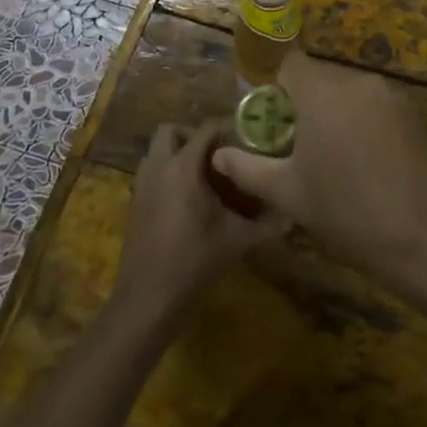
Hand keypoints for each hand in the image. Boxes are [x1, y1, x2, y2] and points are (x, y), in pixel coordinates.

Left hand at [113, 123, 283, 320]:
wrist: (148, 298)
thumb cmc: (194, 260)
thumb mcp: (236, 240)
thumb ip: (266, 225)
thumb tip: (292, 216)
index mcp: (183, 167)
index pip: (205, 130)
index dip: (226, 128)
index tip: (246, 137)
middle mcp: (159, 167)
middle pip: (170, 130)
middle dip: (191, 135)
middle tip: (216, 153)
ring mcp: (142, 185)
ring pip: (156, 151)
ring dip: (176, 153)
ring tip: (203, 174)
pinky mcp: (135, 204)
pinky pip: (150, 173)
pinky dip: (166, 173)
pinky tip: (187, 198)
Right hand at [211, 51, 426, 290]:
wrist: (426, 239)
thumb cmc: (347, 213)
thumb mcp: (288, 194)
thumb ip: (248, 169)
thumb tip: (218, 156)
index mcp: (323, 92)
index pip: (288, 64)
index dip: (272, 85)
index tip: (267, 117)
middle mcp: (357, 82)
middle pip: (319, 78)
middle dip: (302, 103)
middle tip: (292, 143)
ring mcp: (391, 95)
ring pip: (348, 92)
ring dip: (333, 113)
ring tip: (328, 156)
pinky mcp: (413, 114)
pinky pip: (373, 105)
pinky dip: (361, 121)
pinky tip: (363, 161)